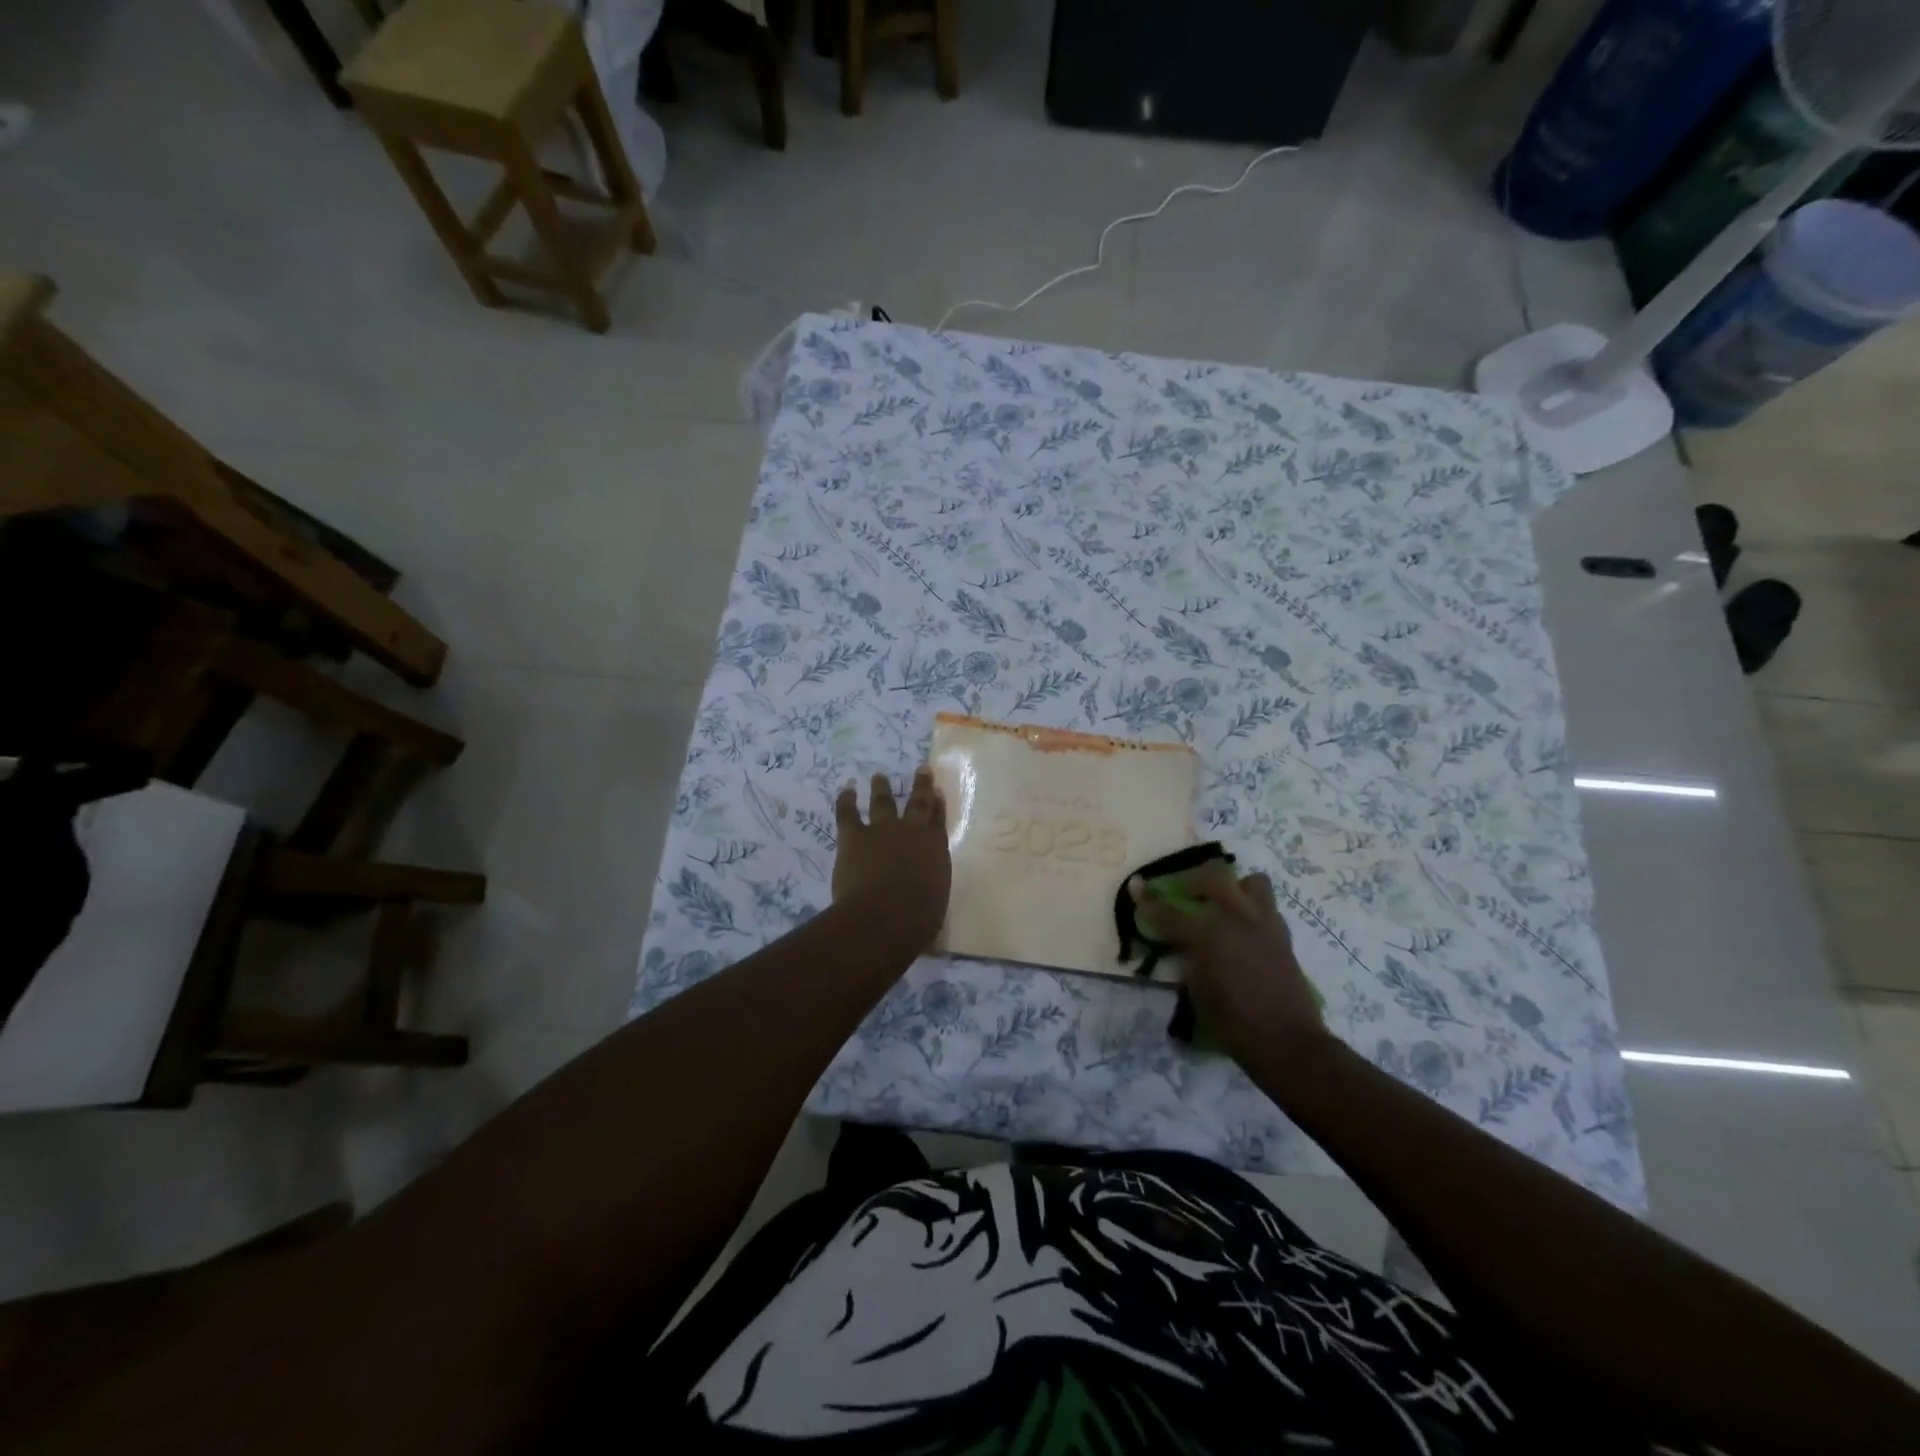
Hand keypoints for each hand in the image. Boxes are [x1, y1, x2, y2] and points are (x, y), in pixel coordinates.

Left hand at [833, 767, 950, 948]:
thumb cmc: (918, 919)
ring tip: (879, 776)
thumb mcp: (934, 901)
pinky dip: (846, 800)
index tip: (937, 791)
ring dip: (882, 787)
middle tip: (921, 769)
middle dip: (921, 785)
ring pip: (884, 801)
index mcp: (935, 849)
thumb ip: (929, 888)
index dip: (938, 806)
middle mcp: (913, 832)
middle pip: (918, 803)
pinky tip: (846, 789)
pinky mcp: (855, 836)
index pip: (938, 822)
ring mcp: (883, 830)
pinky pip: (848, 813)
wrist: (885, 915)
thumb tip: (923, 892)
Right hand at [1129, 862, 1329, 1066]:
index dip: (1149, 901)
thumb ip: (1188, 960)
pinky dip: (1252, 909)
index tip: (1137, 888)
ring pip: (1251, 882)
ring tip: (1223, 903)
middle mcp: (1236, 919)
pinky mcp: (1283, 935)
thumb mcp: (1196, 992)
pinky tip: (1243, 928)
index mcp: (1208, 935)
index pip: (1169, 912)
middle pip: (1212, 878)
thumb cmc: (1233, 1023)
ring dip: (1233, 887)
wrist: (1286, 1041)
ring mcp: (1263, 923)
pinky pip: (1267, 906)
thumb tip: (1183, 946)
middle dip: (1192, 880)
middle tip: (1182, 892)